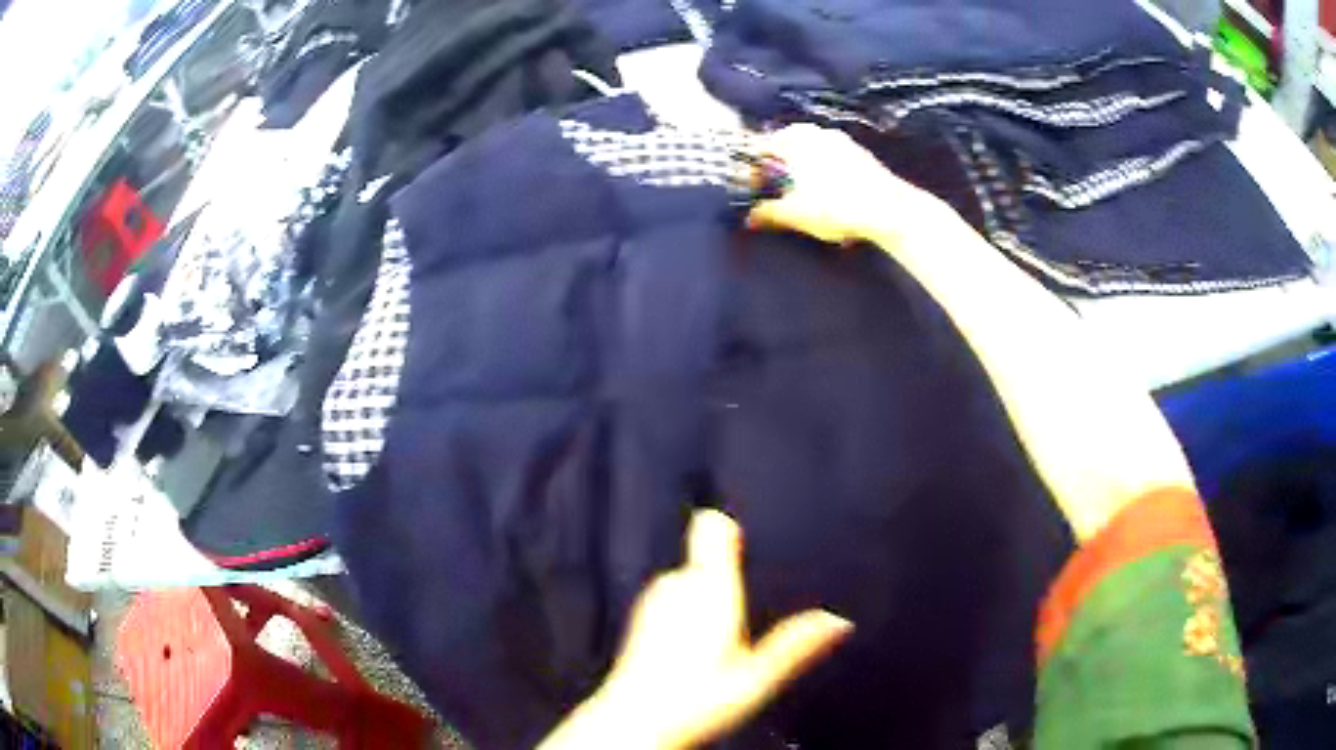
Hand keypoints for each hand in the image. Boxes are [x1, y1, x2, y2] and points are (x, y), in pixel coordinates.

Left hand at [540, 509, 852, 748]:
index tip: (745, 534)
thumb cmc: (694, 701)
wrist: (634, 721)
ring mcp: (655, 601)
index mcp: (710, 591)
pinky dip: (686, 612)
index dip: (728, 525)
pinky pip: (672, 600)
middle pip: (705, 558)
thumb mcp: (757, 678)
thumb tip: (837, 622)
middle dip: (725, 575)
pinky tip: (694, 648)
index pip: (712, 529)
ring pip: (688, 581)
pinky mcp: (641, 619)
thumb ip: (795, 645)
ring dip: (705, 596)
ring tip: (723, 634)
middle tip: (747, 609)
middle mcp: (677, 587)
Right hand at [746, 124, 947, 246]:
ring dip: (803, 170)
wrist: (889, 210)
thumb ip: (769, 213)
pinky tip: (830, 195)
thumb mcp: (796, 214)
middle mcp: (816, 133)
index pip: (761, 148)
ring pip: (811, 151)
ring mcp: (841, 141)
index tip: (755, 191)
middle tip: (777, 192)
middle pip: (787, 146)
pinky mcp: (861, 154)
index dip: (754, 171)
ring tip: (803, 195)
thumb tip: (751, 217)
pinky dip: (825, 173)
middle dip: (779, 168)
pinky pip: (833, 159)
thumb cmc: (836, 206)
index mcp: (794, 140)